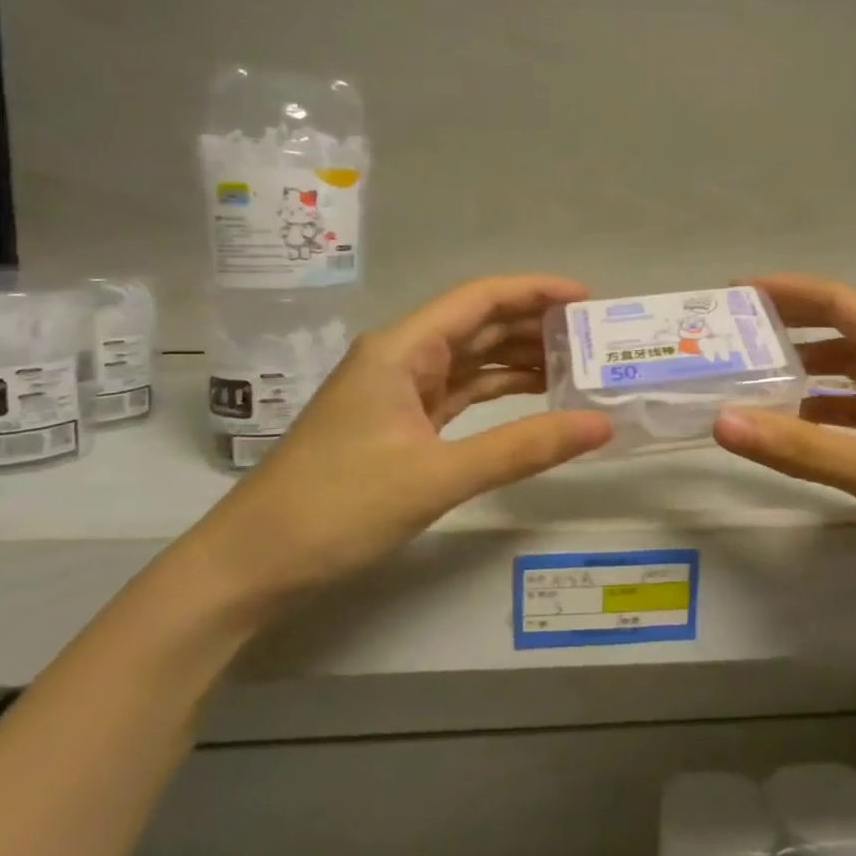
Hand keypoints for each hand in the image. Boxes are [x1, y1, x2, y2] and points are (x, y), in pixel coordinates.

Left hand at [185, 274, 613, 611]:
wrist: (253, 563)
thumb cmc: (337, 508)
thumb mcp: (437, 476)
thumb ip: (522, 448)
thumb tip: (602, 425)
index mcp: (403, 349)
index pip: (480, 299)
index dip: (536, 291)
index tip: (588, 300)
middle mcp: (402, 358)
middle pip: (480, 325)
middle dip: (536, 326)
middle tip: (595, 340)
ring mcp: (399, 392)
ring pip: (472, 361)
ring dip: (521, 360)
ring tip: (579, 367)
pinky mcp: (401, 424)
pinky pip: (461, 394)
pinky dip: (500, 394)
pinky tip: (536, 399)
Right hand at [712, 274, 855, 604]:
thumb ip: (801, 449)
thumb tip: (721, 421)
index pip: (838, 302)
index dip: (785, 291)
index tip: (733, 295)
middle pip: (841, 335)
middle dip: (787, 333)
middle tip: (731, 344)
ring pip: (851, 379)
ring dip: (805, 379)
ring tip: (751, 389)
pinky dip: (827, 419)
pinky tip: (798, 436)